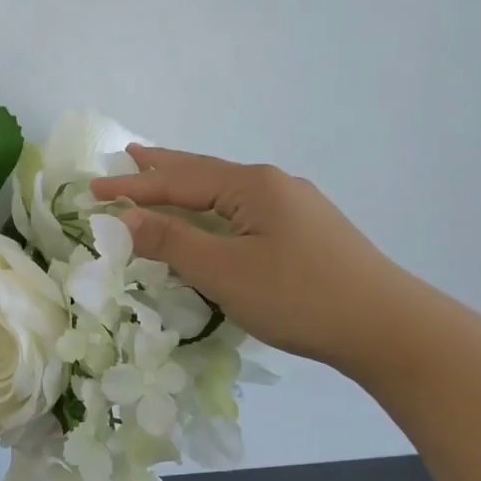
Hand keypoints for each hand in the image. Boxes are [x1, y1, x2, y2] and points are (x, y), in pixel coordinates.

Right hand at [92, 147, 410, 377]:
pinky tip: (216, 219)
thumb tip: (125, 217)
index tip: (92, 189)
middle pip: (205, 172)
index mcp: (251, 186)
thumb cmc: (298, 296)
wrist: (388, 326)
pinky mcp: (309, 231)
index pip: (178, 181)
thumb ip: (172, 241)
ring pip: (227, 192)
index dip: (133, 186)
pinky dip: (215, 209)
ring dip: (190, 188)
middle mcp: (273, 185)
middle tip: (130, 154)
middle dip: (164, 167)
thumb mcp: (224, 271)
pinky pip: (245, 211)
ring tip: (164, 179)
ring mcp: (296, 207)